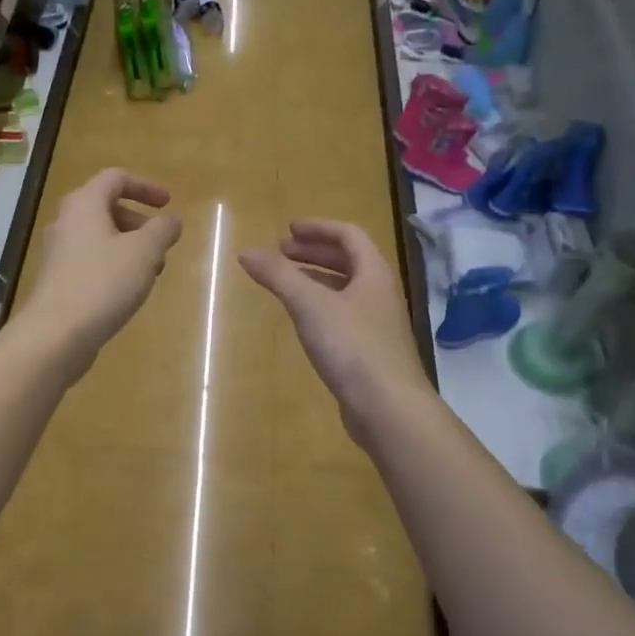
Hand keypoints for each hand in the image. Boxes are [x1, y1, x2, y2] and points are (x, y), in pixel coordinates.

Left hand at [17, 169, 182, 378]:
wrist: (55, 334)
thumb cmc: (102, 283)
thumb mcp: (144, 252)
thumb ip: (162, 230)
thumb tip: (171, 221)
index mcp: (84, 204)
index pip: (115, 178)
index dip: (145, 186)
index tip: (168, 203)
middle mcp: (66, 222)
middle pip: (106, 208)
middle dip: (138, 222)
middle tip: (160, 244)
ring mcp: (58, 253)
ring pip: (99, 237)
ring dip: (128, 247)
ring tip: (150, 272)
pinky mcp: (58, 281)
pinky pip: (90, 261)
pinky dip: (113, 266)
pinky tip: (127, 291)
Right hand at [240, 220, 429, 443]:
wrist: (388, 407)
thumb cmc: (352, 346)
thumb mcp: (310, 305)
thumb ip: (278, 276)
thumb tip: (246, 252)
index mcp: (373, 273)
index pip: (349, 235)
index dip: (318, 228)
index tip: (288, 230)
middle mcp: (380, 294)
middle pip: (349, 261)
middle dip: (314, 252)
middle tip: (281, 253)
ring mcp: (377, 324)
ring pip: (346, 290)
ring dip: (316, 279)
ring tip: (286, 283)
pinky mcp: (370, 352)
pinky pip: (343, 316)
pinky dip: (321, 307)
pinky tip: (303, 321)